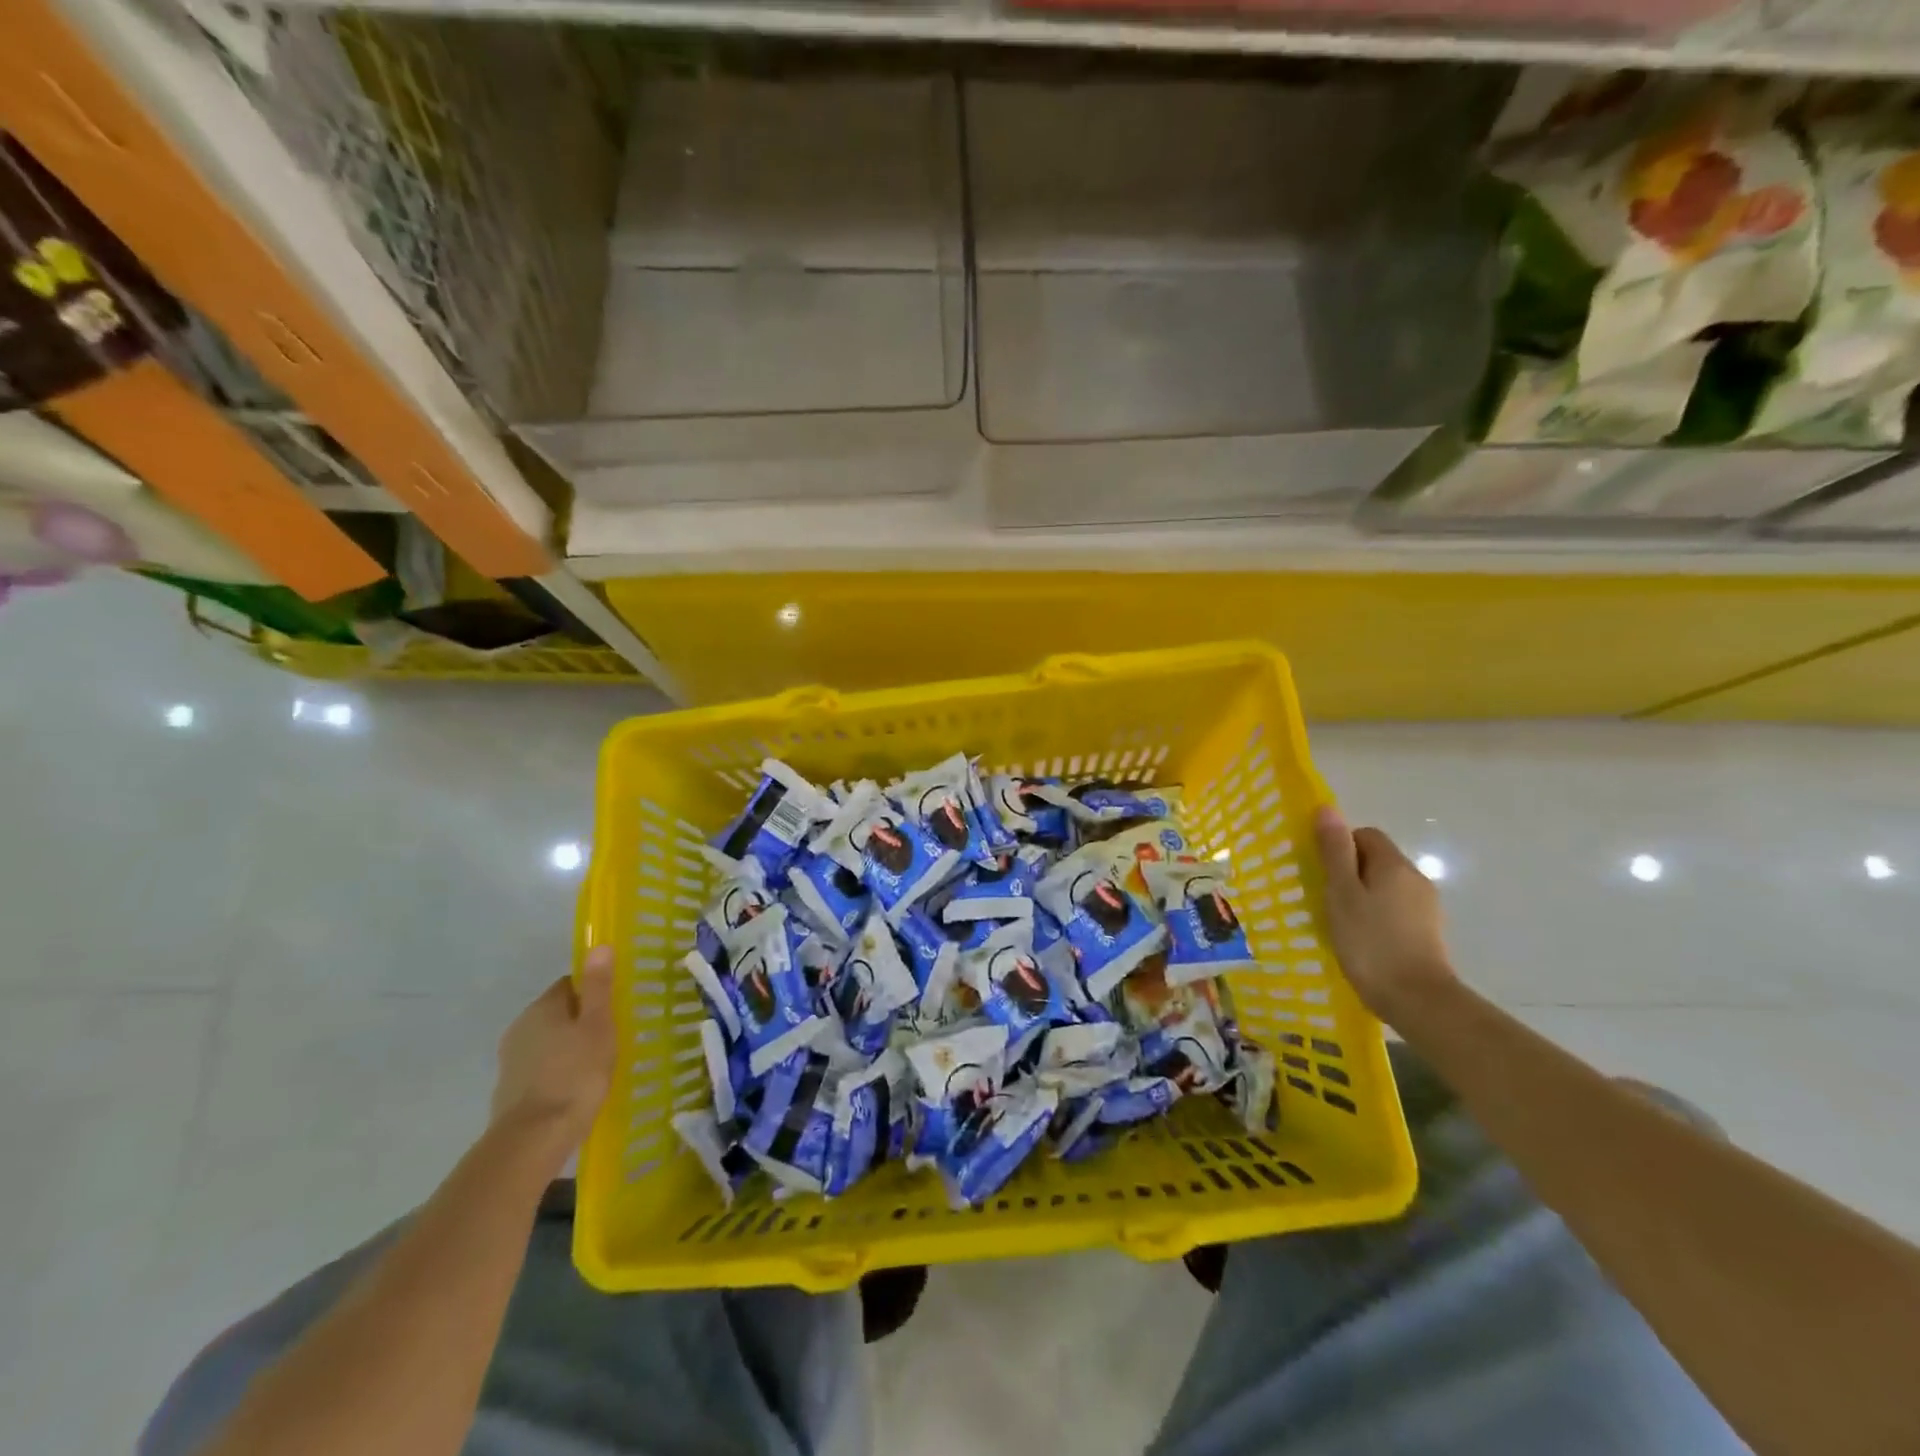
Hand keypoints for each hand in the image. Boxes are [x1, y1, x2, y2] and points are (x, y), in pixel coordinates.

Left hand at [490, 945, 615, 1160]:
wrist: (534, 1140)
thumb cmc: (575, 1075)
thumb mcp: (598, 1026)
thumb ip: (598, 987)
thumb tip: (599, 946)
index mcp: (542, 1008)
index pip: (570, 984)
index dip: (594, 992)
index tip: (615, 1008)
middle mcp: (520, 1027)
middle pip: (558, 1013)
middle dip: (582, 1021)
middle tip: (611, 1037)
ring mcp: (511, 1061)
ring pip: (549, 1042)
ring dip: (569, 1048)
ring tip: (597, 1066)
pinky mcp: (510, 1091)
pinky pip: (541, 1069)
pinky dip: (558, 1072)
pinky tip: (576, 1089)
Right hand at [1313, 806, 1456, 1025]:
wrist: (1418, 1000)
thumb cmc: (1370, 942)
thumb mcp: (1342, 893)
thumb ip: (1334, 851)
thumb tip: (1327, 808)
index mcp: (1394, 864)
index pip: (1365, 834)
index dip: (1340, 847)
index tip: (1322, 873)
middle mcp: (1415, 878)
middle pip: (1376, 859)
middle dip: (1349, 872)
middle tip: (1326, 899)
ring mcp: (1426, 907)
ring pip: (1385, 886)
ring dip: (1363, 896)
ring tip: (1342, 922)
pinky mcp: (1428, 932)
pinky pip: (1395, 909)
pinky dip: (1377, 916)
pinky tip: (1363, 940)